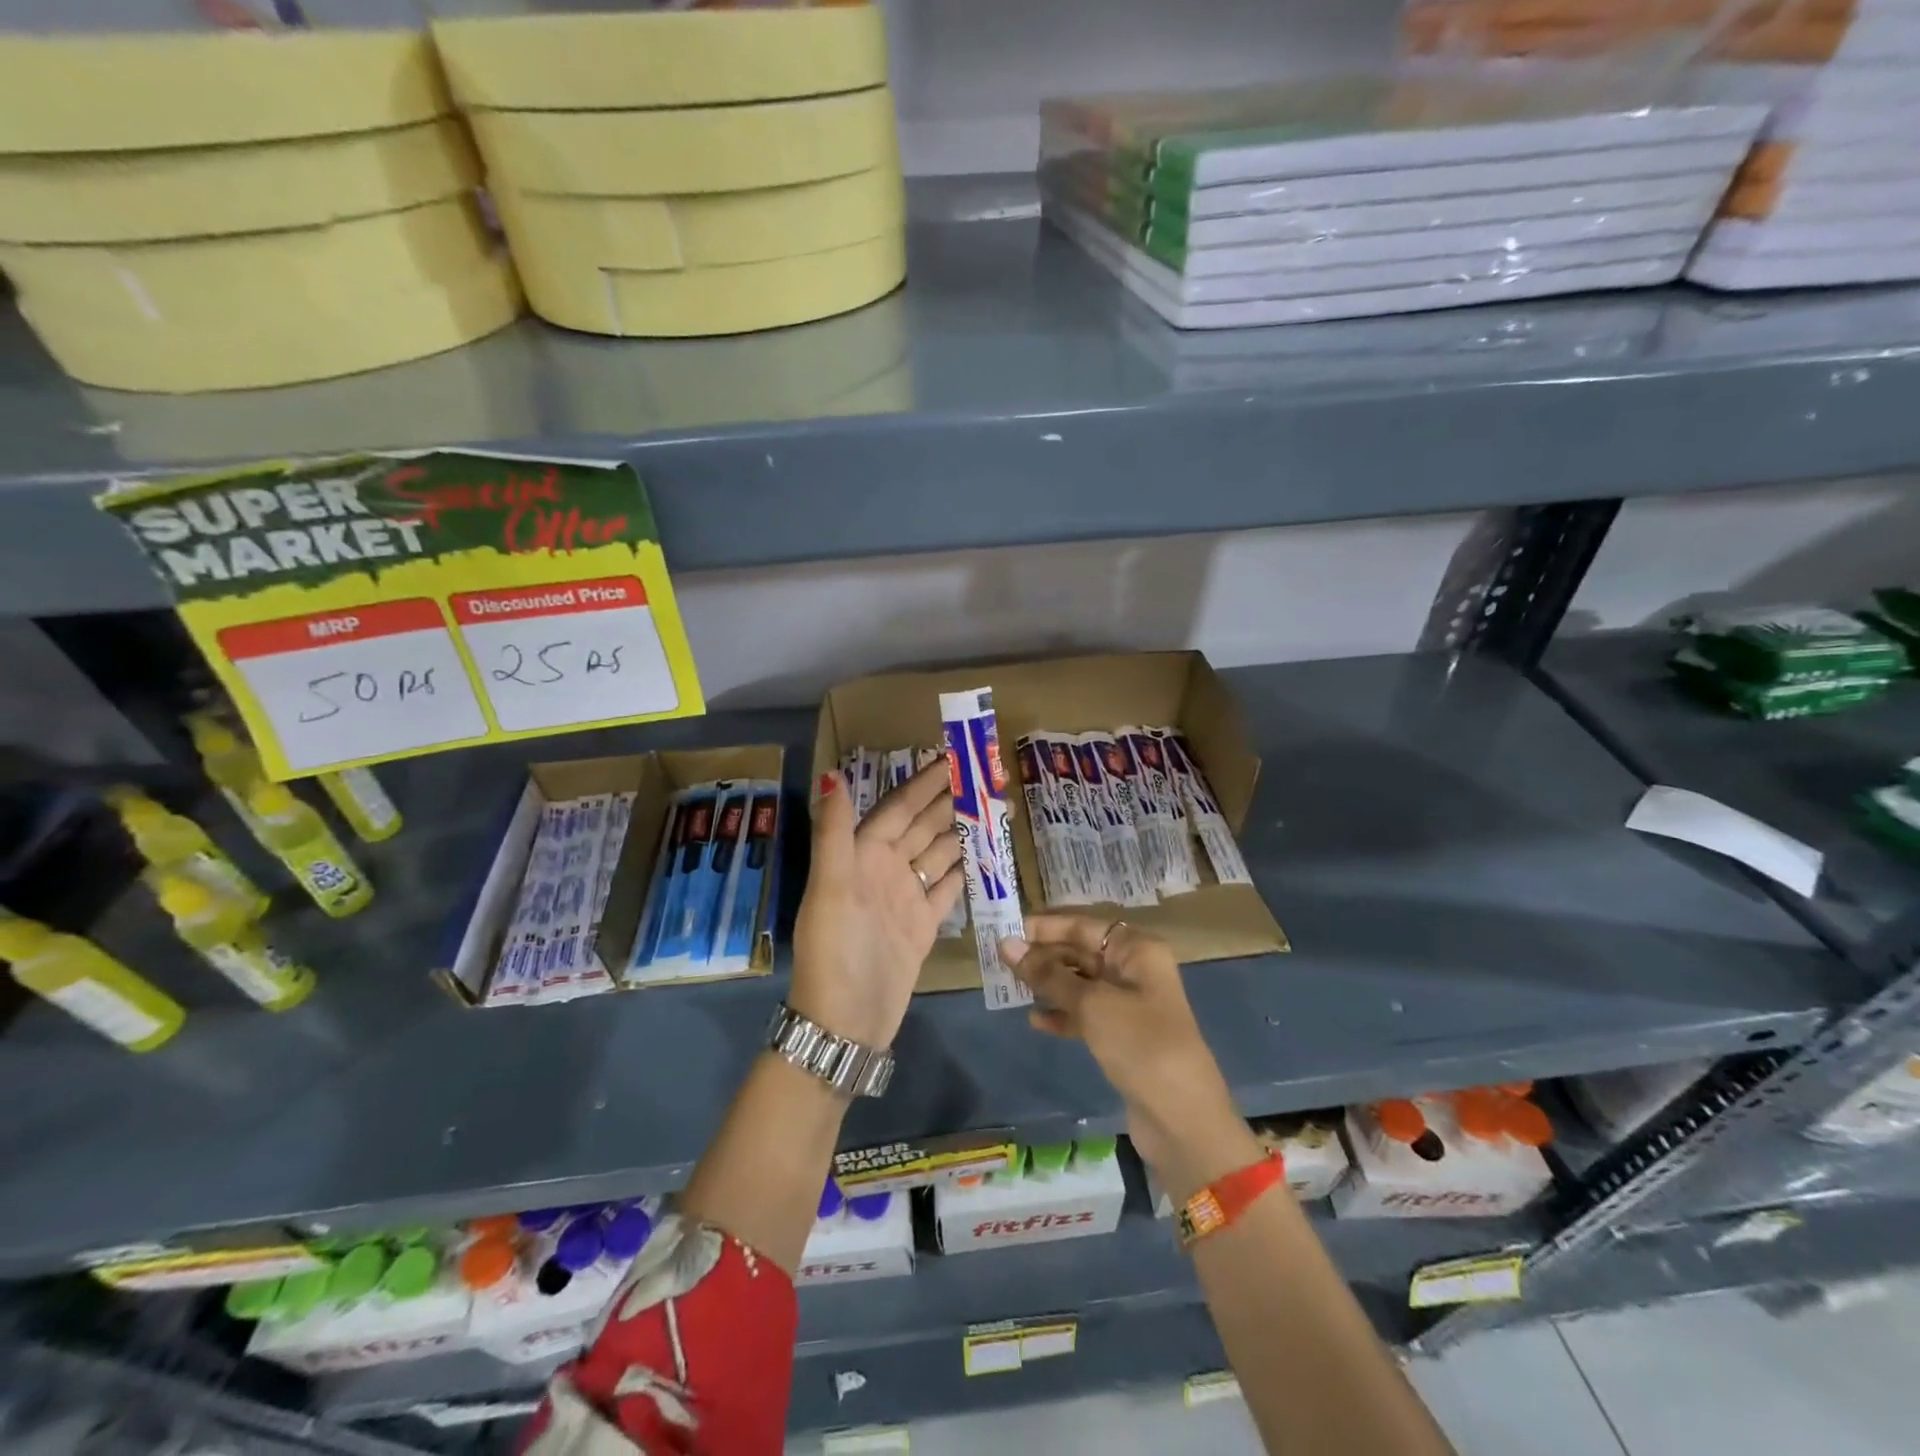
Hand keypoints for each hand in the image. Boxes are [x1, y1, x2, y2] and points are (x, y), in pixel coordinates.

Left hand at [791, 762, 963, 1049]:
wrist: (845, 1022)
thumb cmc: (836, 950)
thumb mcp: (830, 889)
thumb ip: (834, 833)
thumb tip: (833, 774)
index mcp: (861, 855)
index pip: (898, 808)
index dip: (923, 783)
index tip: (952, 758)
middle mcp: (884, 870)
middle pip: (922, 826)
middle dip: (949, 801)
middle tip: (985, 777)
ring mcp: (905, 898)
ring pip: (938, 853)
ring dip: (962, 831)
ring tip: (995, 809)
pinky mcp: (923, 925)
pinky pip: (947, 888)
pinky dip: (964, 870)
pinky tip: (986, 854)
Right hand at [1002, 915, 1255, 1198]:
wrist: (1183, 1120)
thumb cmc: (1140, 1045)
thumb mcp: (1092, 1004)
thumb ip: (1048, 975)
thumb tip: (1007, 945)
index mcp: (1136, 950)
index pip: (1082, 925)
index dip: (1045, 926)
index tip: (1005, 931)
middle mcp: (1134, 970)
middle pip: (1081, 952)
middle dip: (1043, 955)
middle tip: (1000, 961)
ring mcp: (1129, 1005)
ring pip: (1080, 984)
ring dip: (1048, 985)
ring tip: (1010, 987)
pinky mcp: (1122, 1037)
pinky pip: (1085, 1014)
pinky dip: (1062, 1014)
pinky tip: (1035, 1021)